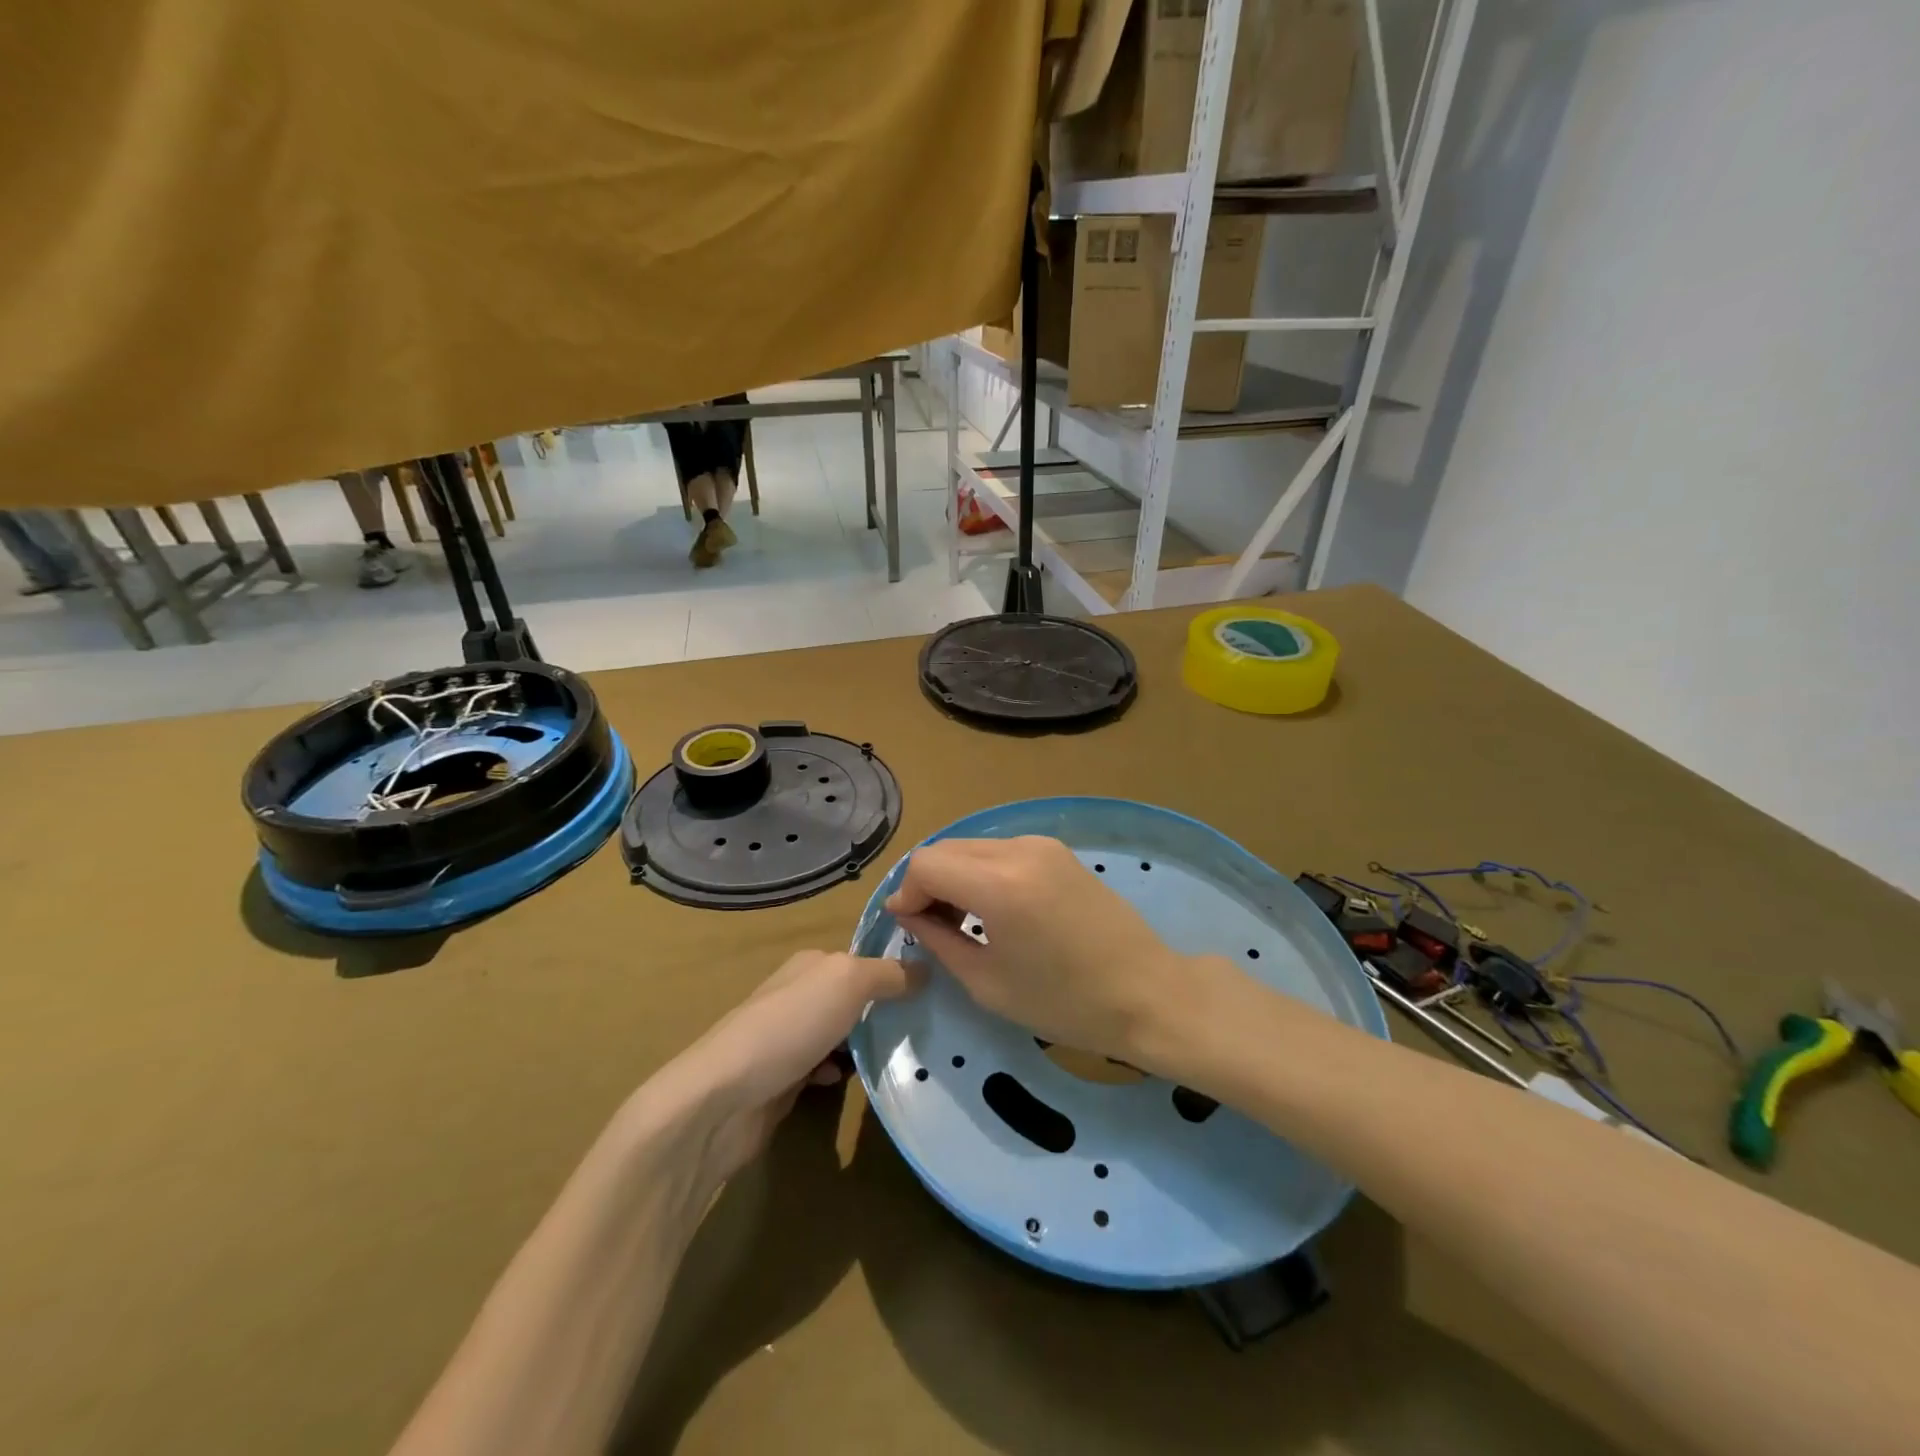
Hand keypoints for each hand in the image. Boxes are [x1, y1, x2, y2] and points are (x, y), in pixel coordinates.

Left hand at [656, 951, 917, 1185]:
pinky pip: (823, 1068)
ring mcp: (787, 1037)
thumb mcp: (848, 982)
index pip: (863, 959)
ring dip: (863, 1044)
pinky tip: (849, 1082)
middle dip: (882, 1011)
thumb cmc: (789, 1026)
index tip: (932, 991)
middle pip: (852, 998)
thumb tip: (925, 969)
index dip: (895, 972)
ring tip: (897, 1056)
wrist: (723, 1098)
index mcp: (811, 963)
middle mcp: (798, 993)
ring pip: (840, 1034)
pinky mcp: (781, 1078)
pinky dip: (839, 1073)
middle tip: (923, 1028)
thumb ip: (888, 973)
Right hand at [885, 836, 1217, 1073]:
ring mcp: (1042, 845)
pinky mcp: (1058, 851)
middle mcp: (1019, 850)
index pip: (926, 865)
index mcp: (1000, 884)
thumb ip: (939, 940)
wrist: (1147, 993)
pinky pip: (1000, 851)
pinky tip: (993, 909)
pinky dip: (982, 872)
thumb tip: (909, 914)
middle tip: (931, 928)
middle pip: (946, 849)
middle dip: (928, 884)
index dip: (907, 894)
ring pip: (972, 847)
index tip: (909, 928)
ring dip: (954, 876)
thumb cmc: (1066, 1002)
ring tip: (962, 922)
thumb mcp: (988, 982)